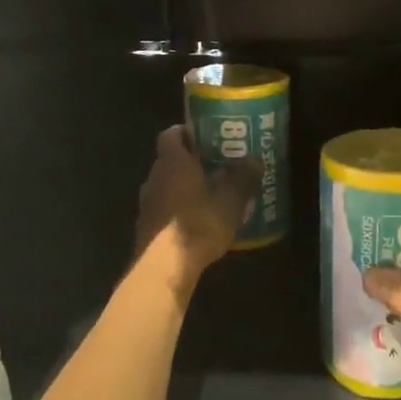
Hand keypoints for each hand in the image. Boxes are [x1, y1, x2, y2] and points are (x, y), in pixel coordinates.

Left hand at [134, 125, 257, 293]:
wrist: (164, 267)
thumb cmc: (198, 224)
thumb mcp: (231, 201)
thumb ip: (243, 178)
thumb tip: (255, 160)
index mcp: (172, 162)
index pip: (172, 134)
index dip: (187, 132)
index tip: (206, 136)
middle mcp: (154, 177)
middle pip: (170, 161)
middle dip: (191, 162)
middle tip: (217, 166)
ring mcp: (147, 203)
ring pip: (167, 186)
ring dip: (185, 188)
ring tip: (211, 196)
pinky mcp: (146, 227)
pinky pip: (165, 209)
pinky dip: (179, 210)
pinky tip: (198, 223)